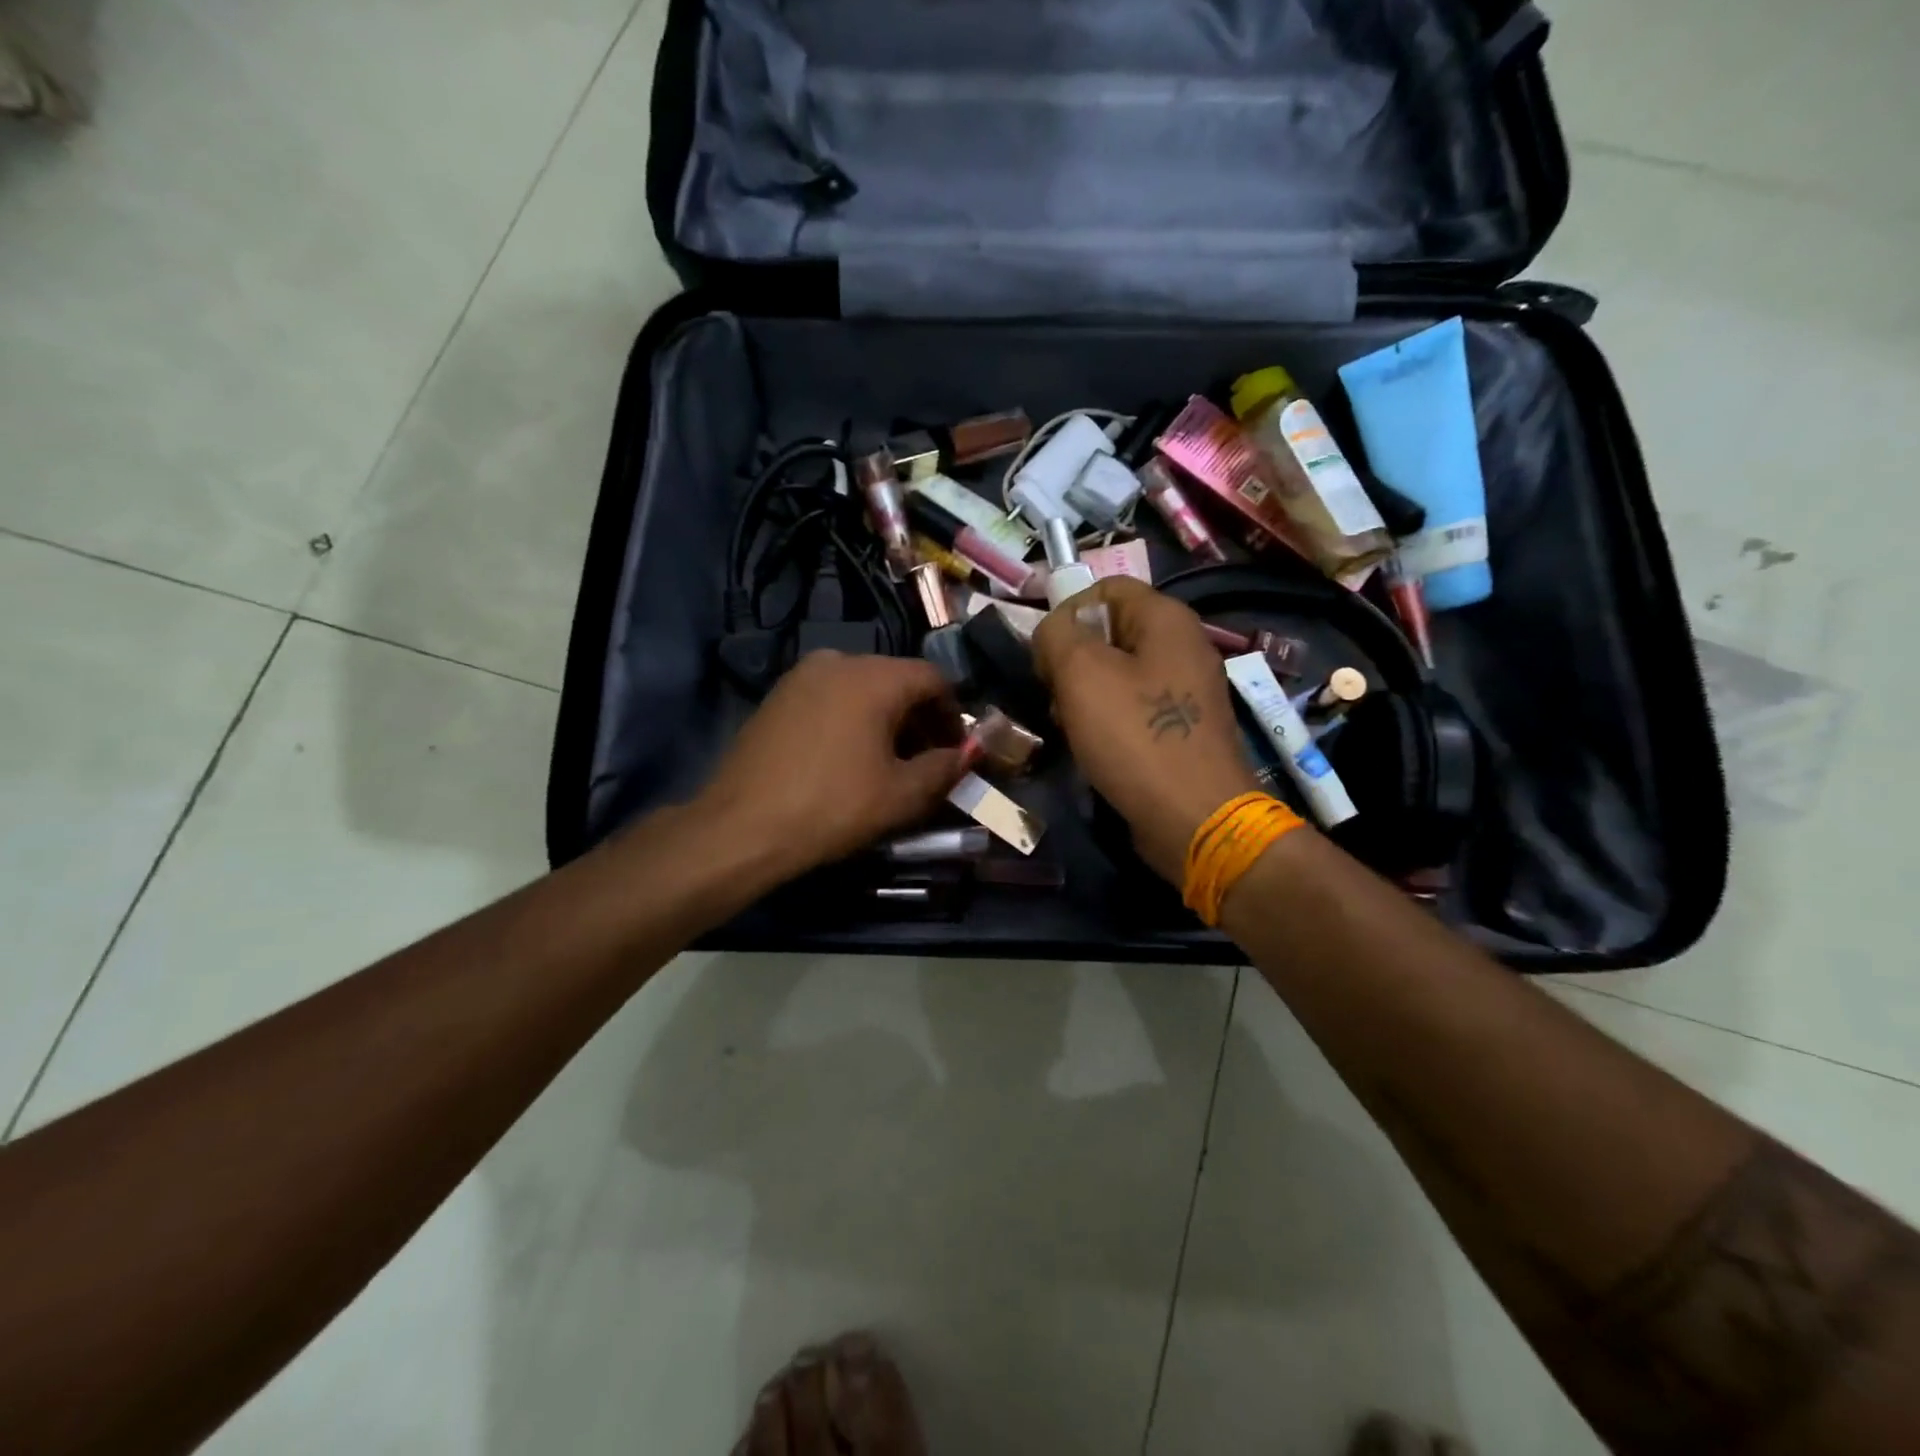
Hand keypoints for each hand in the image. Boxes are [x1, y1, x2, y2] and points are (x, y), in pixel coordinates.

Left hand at [696, 650, 966, 881]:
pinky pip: (832, 698)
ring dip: (887, 720)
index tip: (957, 751)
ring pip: (862, 689)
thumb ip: (944, 768)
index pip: (933, 678)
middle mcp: (837, 661)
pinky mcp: (778, 697)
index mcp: (873, 676)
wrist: (742, 827)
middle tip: (928, 761)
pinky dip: (853, 720)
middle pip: (897, 680)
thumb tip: (965, 756)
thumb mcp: (901, 795)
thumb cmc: (832, 807)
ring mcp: (801, 676)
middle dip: (920, 719)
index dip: (953, 714)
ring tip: (889, 764)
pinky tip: (849, 759)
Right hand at [1033, 578, 1259, 882]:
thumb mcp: (1081, 674)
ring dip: (1085, 694)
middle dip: (1073, 658)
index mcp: (1167, 619)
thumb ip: (1057, 635)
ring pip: (1120, 673)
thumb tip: (1052, 632)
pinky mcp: (1184, 729)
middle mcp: (1184, 646)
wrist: (1195, 818)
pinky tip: (1093, 746)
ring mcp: (1187, 690)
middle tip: (1054, 694)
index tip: (1046, 655)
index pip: (1106, 588)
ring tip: (1068, 724)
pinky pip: (1136, 708)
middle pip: (1112, 631)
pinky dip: (1109, 720)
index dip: (1068, 613)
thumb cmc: (1136, 737)